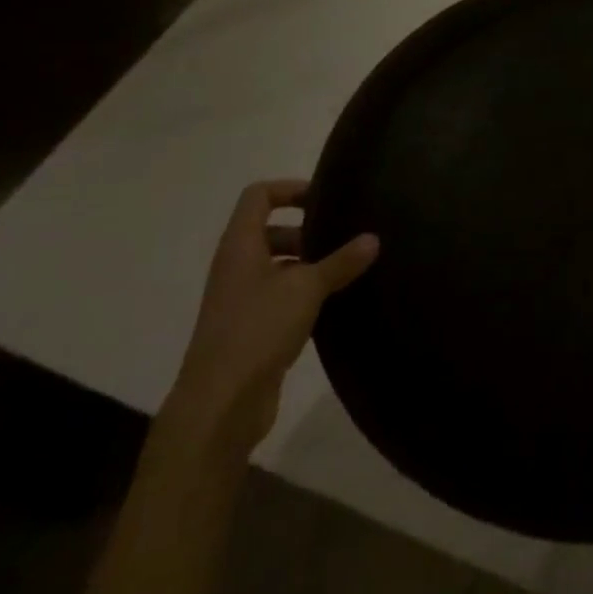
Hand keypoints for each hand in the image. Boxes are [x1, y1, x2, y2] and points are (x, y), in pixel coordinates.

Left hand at [162, 180, 378, 452]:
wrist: (219, 404)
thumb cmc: (257, 330)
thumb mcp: (306, 289)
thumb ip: (341, 261)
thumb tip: (373, 238)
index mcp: (240, 246)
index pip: (259, 196)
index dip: (290, 189)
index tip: (325, 199)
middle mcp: (235, 266)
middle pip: (269, 230)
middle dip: (306, 230)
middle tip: (342, 238)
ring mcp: (239, 299)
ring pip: (276, 265)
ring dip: (307, 264)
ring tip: (345, 270)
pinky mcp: (248, 329)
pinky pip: (278, 296)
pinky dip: (303, 293)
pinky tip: (332, 303)